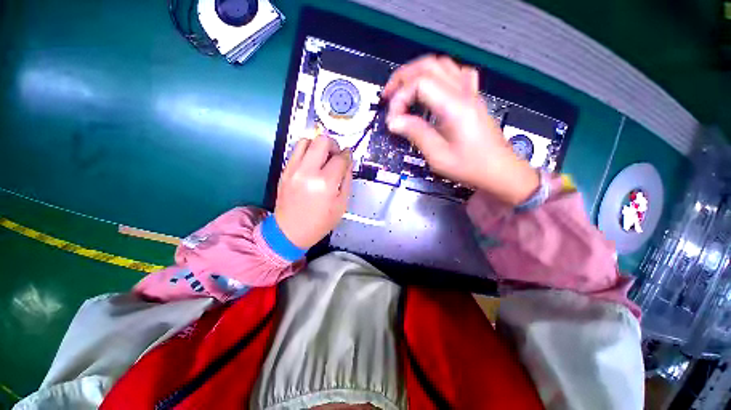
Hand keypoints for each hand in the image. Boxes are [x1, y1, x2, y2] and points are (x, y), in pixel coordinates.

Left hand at [274, 134, 352, 248]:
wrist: (290, 231)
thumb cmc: (320, 222)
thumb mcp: (341, 204)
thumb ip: (346, 180)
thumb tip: (348, 162)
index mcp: (325, 183)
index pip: (340, 158)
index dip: (347, 155)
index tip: (349, 156)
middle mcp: (308, 171)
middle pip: (321, 140)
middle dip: (333, 144)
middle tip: (336, 155)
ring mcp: (293, 169)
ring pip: (306, 141)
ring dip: (318, 145)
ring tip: (323, 157)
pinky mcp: (284, 171)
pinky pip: (296, 151)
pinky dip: (307, 152)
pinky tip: (312, 163)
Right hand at [383, 55, 538, 205]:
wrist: (498, 171)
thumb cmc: (470, 167)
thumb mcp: (438, 156)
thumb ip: (415, 134)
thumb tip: (394, 122)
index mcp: (454, 107)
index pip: (419, 84)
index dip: (400, 98)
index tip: (393, 120)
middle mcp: (463, 92)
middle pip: (428, 66)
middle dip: (402, 78)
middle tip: (388, 96)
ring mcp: (470, 92)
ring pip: (441, 65)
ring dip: (417, 73)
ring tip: (403, 90)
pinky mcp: (472, 98)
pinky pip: (456, 74)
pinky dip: (437, 76)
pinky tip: (432, 88)